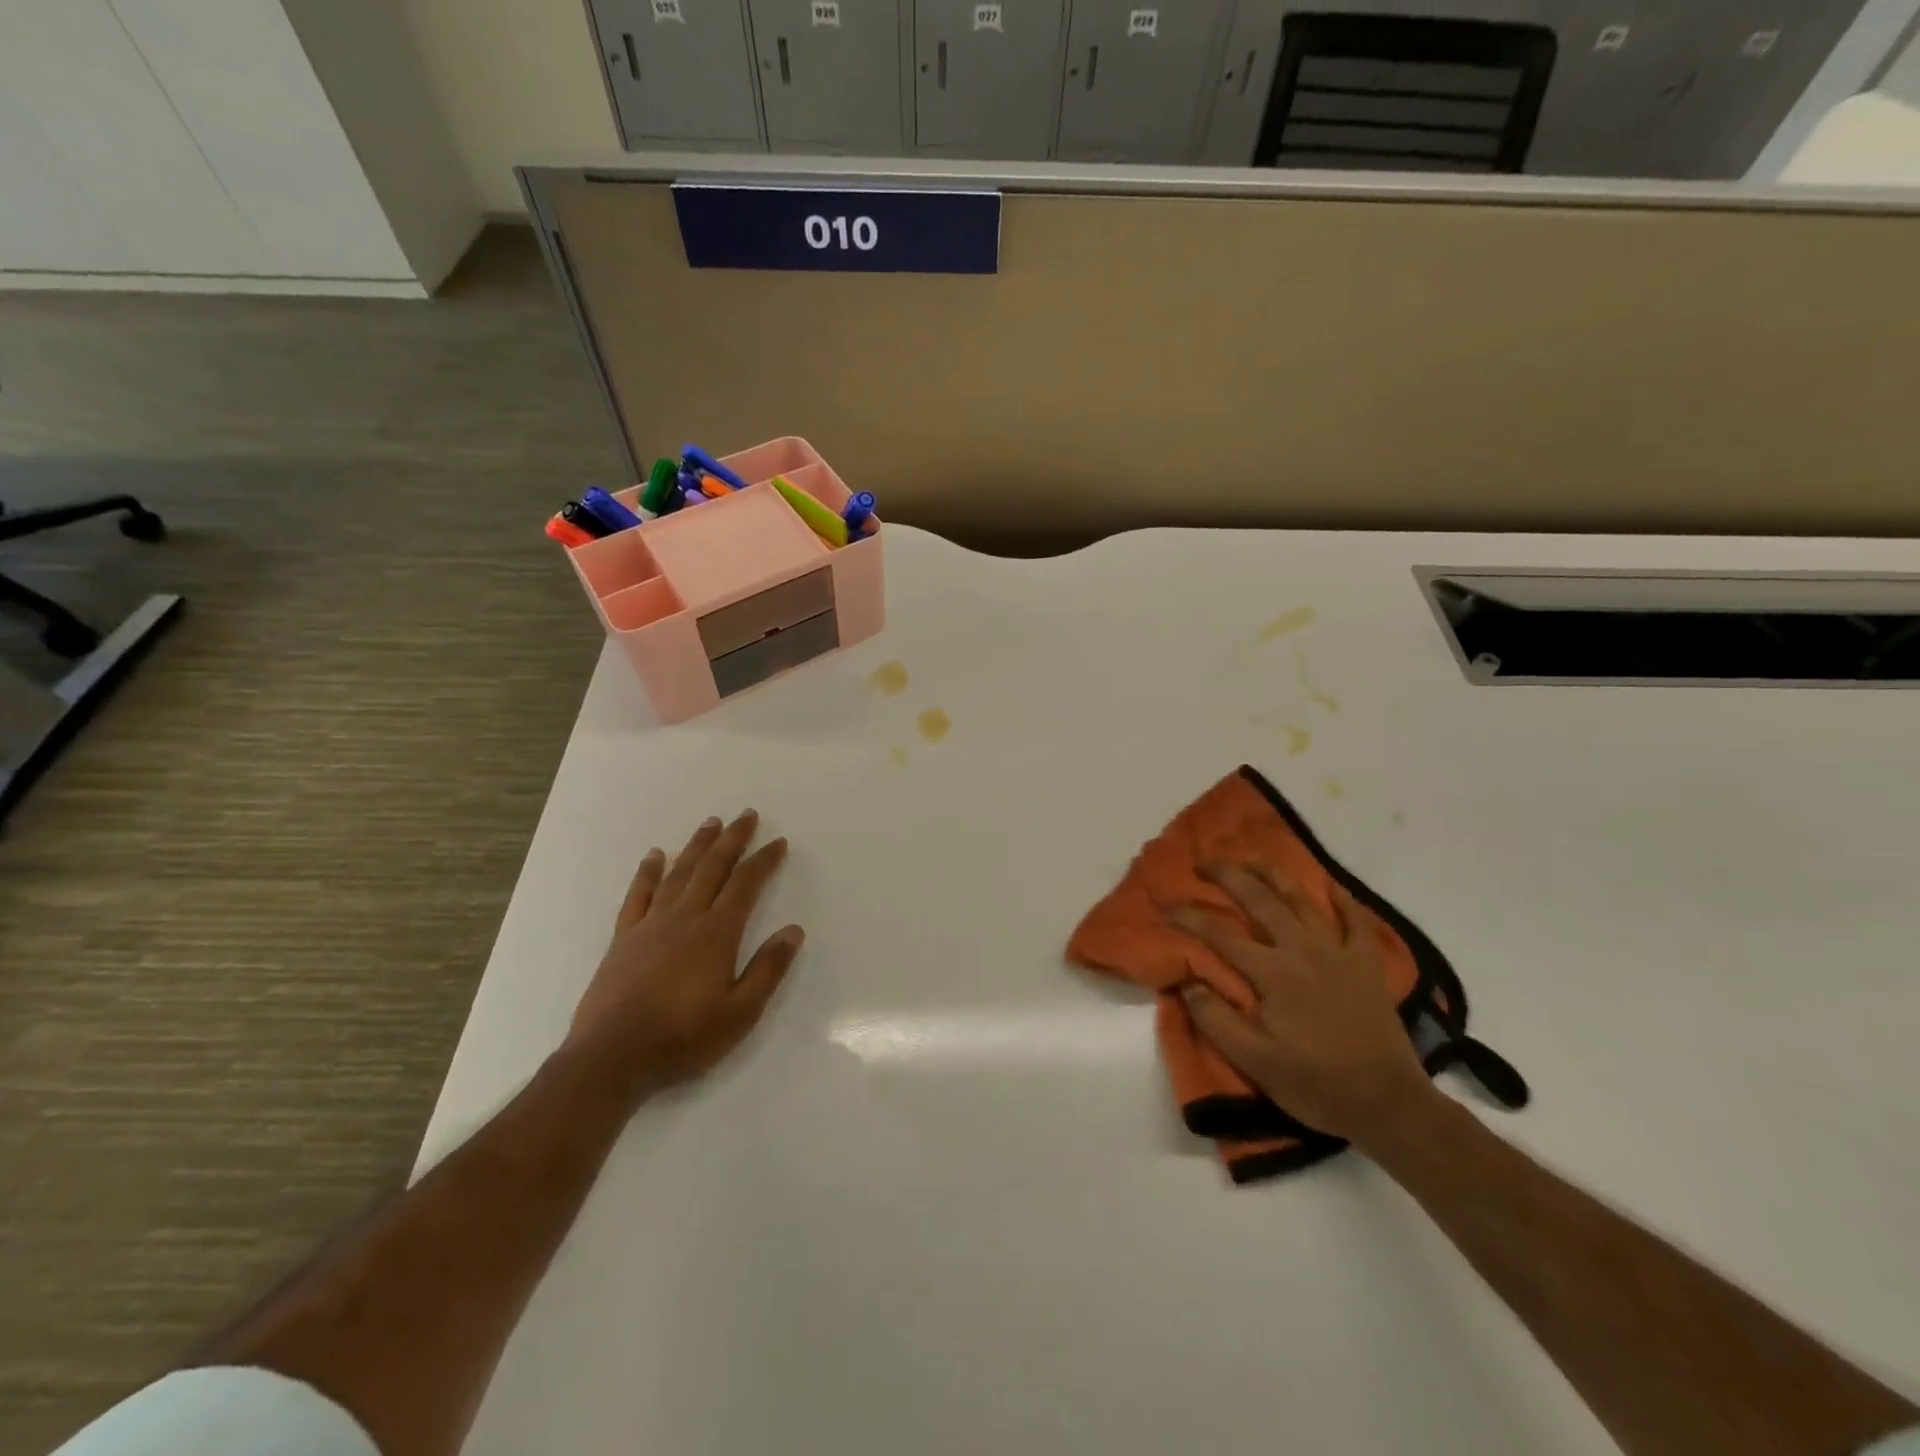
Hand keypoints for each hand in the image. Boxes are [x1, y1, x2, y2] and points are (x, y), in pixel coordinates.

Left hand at [566, 809, 802, 1103]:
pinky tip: (654, 855)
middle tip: (747, 815)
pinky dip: (648, 872)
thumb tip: (794, 930)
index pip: (745, 885)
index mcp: (716, 934)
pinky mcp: (624, 938)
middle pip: (712, 868)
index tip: (778, 842)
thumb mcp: (740, 1013)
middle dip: (732, 839)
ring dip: (697, 846)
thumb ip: (768, 969)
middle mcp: (685, 918)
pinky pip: (638, 895)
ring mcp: (650, 925)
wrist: (611, 1058)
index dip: (763, 861)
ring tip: (711, 823)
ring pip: (679, 873)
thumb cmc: (683, 1038)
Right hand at [1169, 864, 1435, 1147]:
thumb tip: (1187, 982)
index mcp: (1271, 973)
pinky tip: (1330, 886)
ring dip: (1273, 874)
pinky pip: (1356, 921)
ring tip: (1251, 860)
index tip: (1165, 908)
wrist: (1388, 1104)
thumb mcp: (1255, 1062)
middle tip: (1203, 864)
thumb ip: (1216, 1019)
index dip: (1188, 916)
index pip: (1219, 933)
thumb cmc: (1315, 1085)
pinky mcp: (1367, 964)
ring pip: (1302, 899)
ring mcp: (1338, 952)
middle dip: (1226, 875)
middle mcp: (1302, 950)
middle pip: (1259, 899)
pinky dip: (1343, 900)